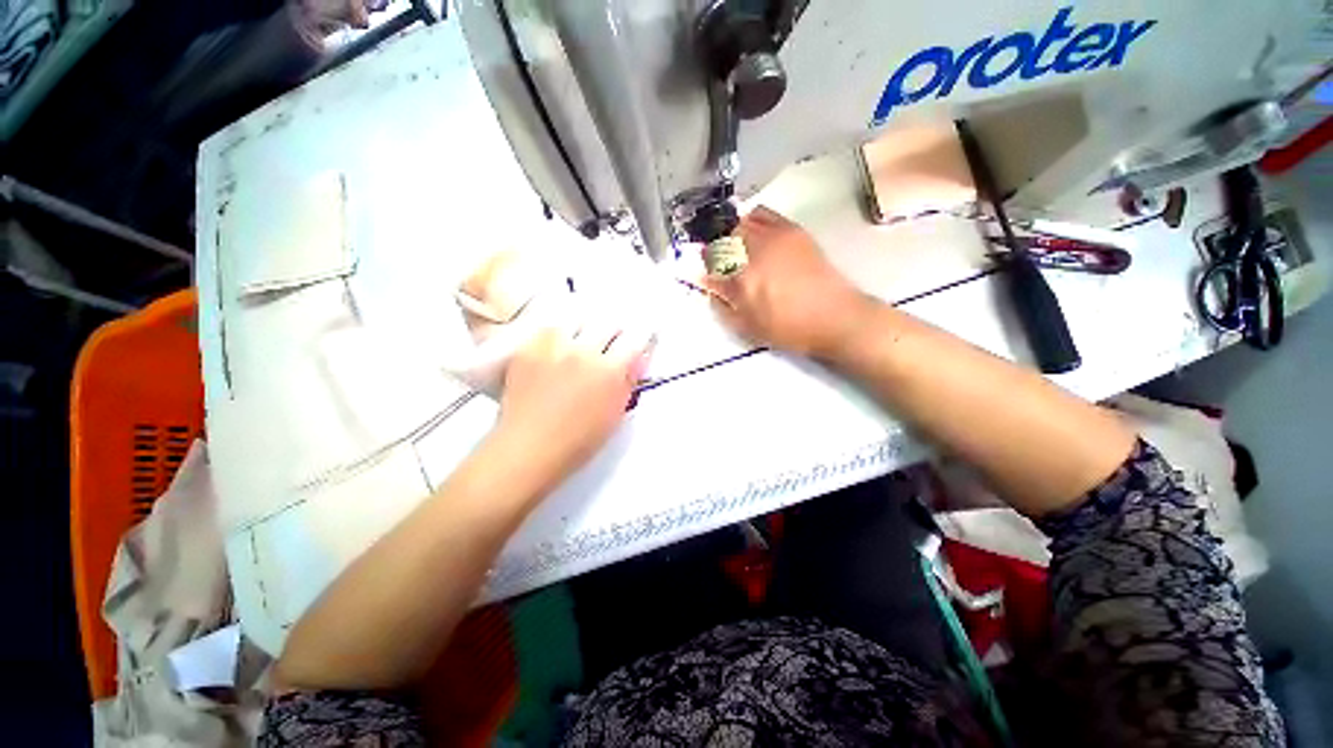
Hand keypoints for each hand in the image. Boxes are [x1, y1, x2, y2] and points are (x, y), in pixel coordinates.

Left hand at [492, 320, 652, 493]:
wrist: (528, 448)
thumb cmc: (579, 441)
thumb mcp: (615, 414)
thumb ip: (628, 382)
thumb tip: (637, 359)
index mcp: (610, 371)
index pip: (635, 338)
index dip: (642, 334)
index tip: (641, 335)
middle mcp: (583, 351)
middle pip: (608, 322)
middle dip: (615, 331)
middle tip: (612, 342)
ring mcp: (553, 347)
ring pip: (578, 318)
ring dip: (586, 328)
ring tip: (582, 340)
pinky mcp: (528, 348)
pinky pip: (548, 328)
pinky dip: (558, 333)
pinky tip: (557, 346)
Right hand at [705, 207, 872, 357]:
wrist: (834, 316)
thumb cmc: (788, 329)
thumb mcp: (748, 327)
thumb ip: (723, 306)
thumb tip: (710, 287)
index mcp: (740, 280)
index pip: (709, 267)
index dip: (703, 271)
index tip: (703, 277)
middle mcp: (753, 252)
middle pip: (721, 241)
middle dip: (716, 254)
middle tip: (722, 268)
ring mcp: (773, 237)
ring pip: (739, 224)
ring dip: (732, 237)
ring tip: (738, 252)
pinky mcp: (791, 230)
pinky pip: (763, 214)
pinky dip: (751, 220)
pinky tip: (755, 235)